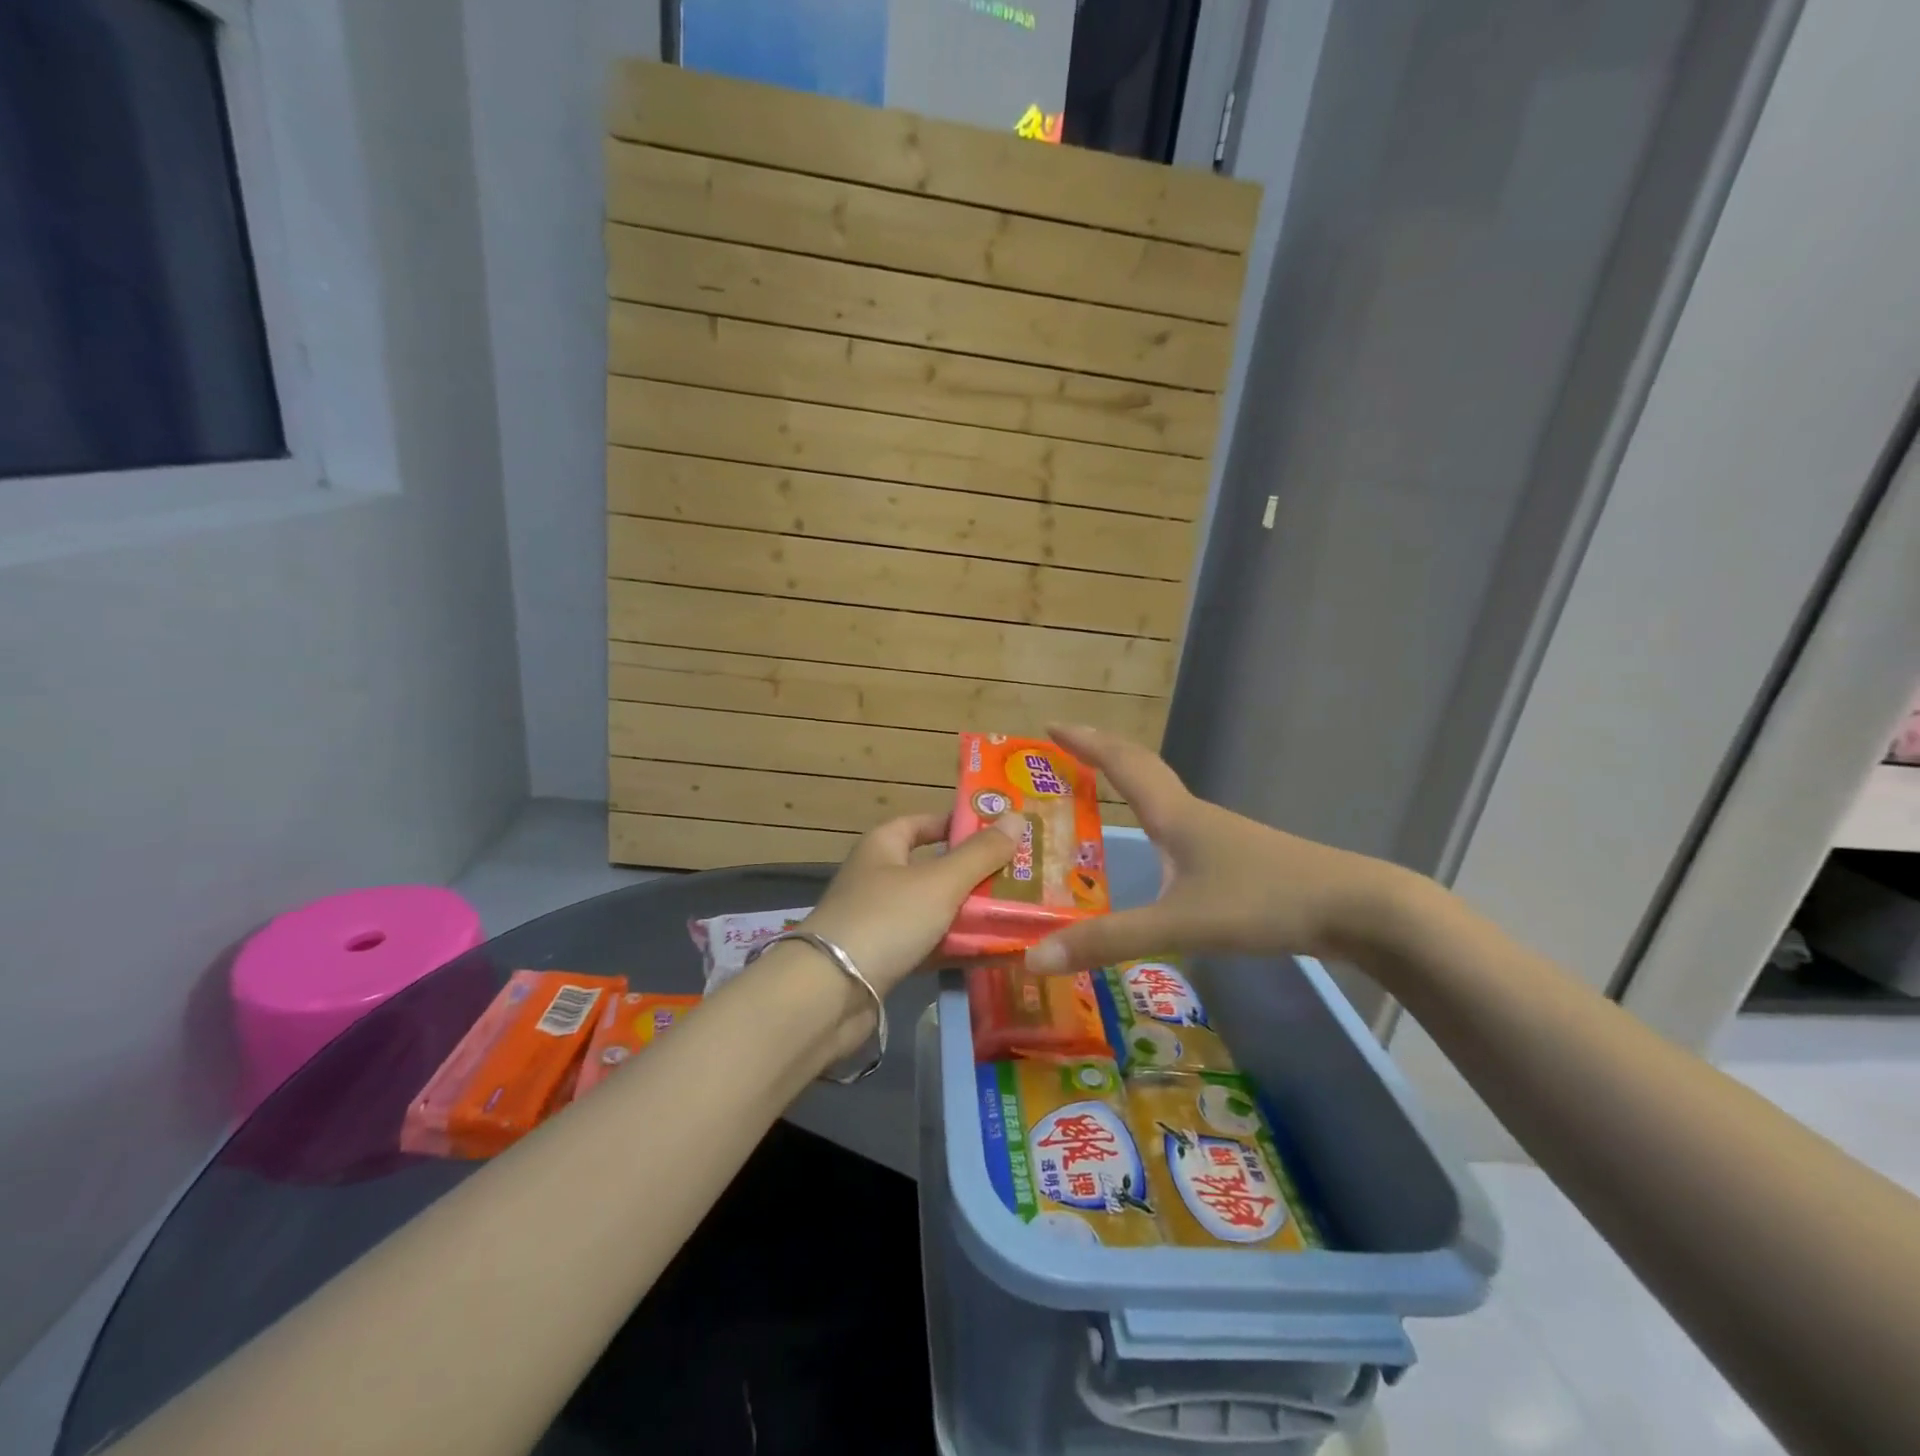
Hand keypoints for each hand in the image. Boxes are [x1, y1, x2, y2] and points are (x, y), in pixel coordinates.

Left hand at [800, 811, 1024, 996]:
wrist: (829, 994)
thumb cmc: (885, 919)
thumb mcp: (940, 882)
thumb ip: (980, 854)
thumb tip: (1017, 817)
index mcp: (883, 846)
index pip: (924, 823)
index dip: (959, 825)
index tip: (1000, 833)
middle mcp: (879, 877)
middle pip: (933, 868)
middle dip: (975, 874)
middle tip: (1022, 877)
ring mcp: (880, 921)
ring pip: (934, 910)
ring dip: (970, 914)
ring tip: (1018, 914)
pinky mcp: (884, 960)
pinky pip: (929, 945)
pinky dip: (956, 948)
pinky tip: (993, 953)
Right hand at [1025, 725, 1405, 973]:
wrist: (1356, 908)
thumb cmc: (1262, 902)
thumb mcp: (1178, 924)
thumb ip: (1107, 941)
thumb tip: (1035, 957)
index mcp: (1174, 816)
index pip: (1120, 763)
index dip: (1084, 742)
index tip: (1050, 724)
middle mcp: (1193, 815)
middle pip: (1142, 769)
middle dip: (1101, 753)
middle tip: (1065, 747)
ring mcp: (1220, 836)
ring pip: (1164, 796)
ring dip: (1128, 781)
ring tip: (1098, 788)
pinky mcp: (1238, 859)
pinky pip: (1180, 825)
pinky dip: (1153, 817)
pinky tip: (1156, 846)